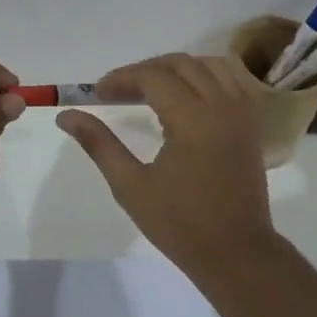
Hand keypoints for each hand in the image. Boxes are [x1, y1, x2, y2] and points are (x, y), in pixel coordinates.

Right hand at [56, 53, 277, 276]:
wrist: (236, 253)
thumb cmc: (180, 224)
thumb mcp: (131, 186)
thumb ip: (99, 144)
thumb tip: (66, 116)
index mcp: (192, 119)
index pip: (153, 77)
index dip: (122, 78)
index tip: (97, 93)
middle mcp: (221, 106)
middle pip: (181, 63)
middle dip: (145, 70)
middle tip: (118, 91)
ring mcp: (241, 113)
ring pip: (209, 65)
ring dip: (176, 68)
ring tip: (150, 89)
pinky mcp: (250, 124)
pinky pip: (230, 81)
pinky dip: (205, 76)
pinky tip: (185, 97)